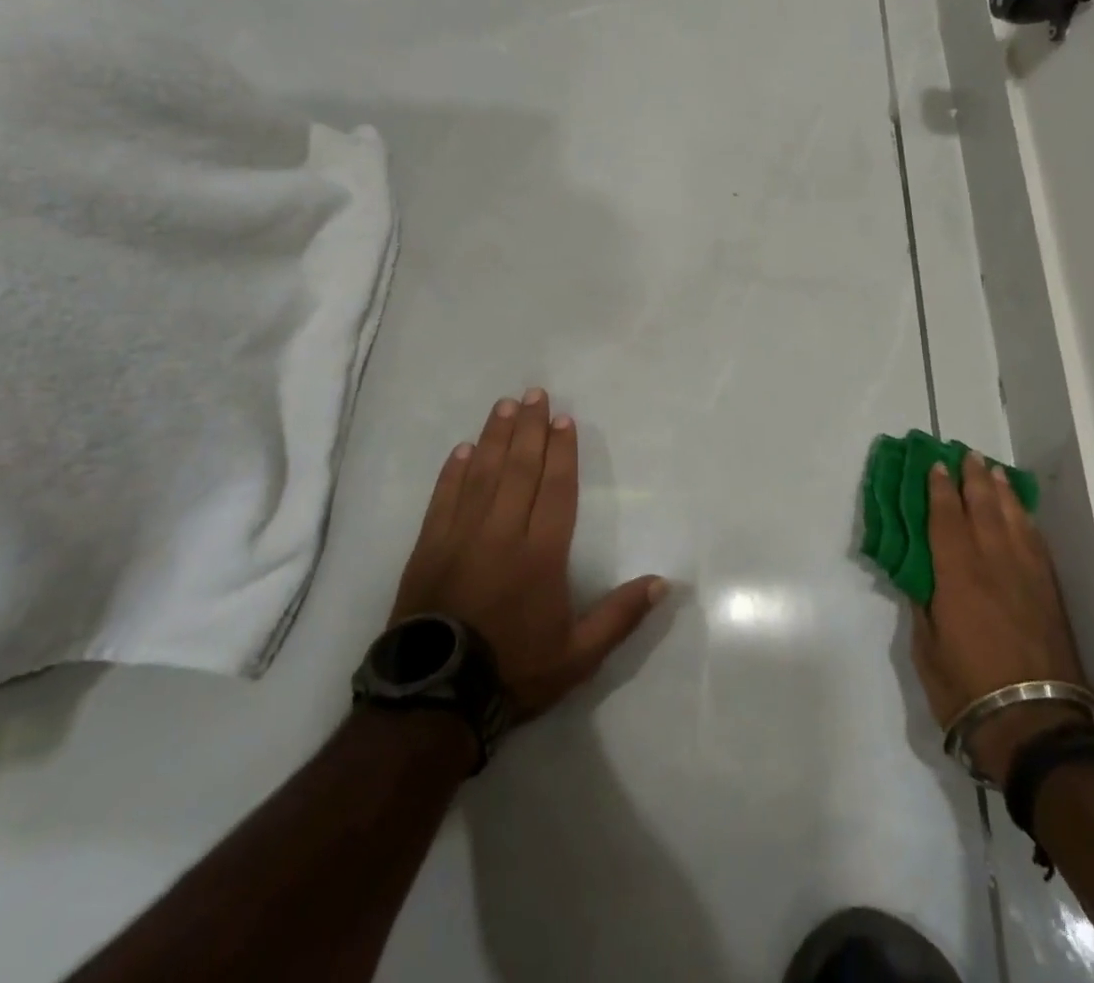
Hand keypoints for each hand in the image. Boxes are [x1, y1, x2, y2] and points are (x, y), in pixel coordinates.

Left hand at [393, 390, 667, 719]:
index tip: (564, 419)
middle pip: (519, 469)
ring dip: (495, 437)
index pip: (555, 489)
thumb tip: (664, 583)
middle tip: (535, 393)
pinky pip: (443, 498)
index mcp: (541, 555)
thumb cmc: (513, 671)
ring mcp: (460, 537)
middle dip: (530, 428)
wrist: (433, 701)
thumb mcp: (578, 656)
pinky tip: (463, 449)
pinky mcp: (428, 548)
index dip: (562, 451)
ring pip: (482, 474)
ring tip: (505, 405)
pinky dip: (453, 471)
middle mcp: (502, 534)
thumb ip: (620, 617)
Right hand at [910, 451, 1089, 785]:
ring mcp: (1026, 578)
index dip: (940, 489)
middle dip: (974, 479)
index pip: (946, 518)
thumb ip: (923, 606)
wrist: (1037, 726)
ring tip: (994, 471)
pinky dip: (1025, 521)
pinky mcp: (1049, 594)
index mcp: (957, 575)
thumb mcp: (927, 650)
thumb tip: (921, 579)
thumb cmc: (968, 690)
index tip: (936, 465)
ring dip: (1002, 492)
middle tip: (967, 454)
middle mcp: (994, 565)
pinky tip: (1021, 514)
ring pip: (1014, 521)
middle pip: (984, 509)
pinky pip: (1035, 544)